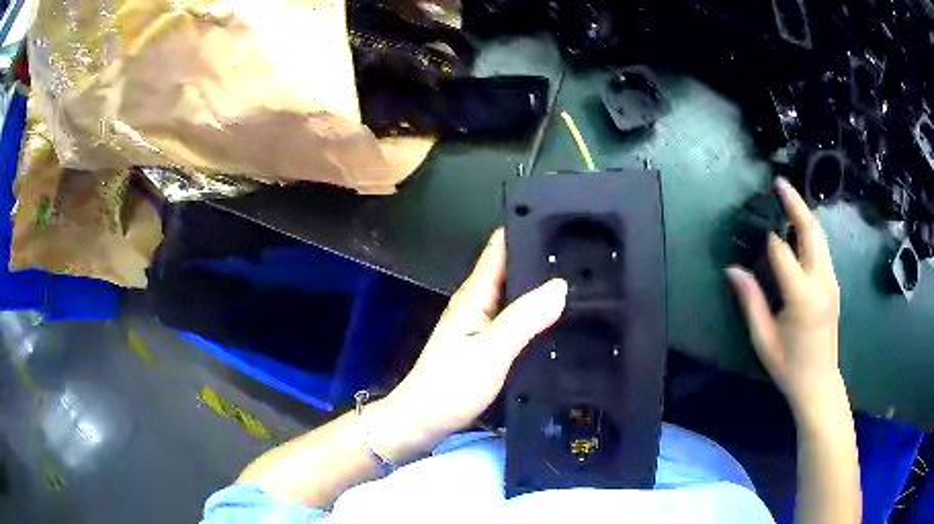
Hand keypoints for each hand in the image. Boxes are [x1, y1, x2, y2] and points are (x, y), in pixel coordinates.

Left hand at [373, 229, 566, 455]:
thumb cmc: (451, 386)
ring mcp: (482, 322)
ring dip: (540, 285)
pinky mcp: (487, 342)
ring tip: (581, 278)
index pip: (500, 248)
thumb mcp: (491, 352)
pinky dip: (535, 311)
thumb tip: (560, 285)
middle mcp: (478, 302)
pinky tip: (557, 316)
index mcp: (475, 295)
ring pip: (516, 293)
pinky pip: (516, 316)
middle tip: (585, 250)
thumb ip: (524, 319)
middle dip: (542, 257)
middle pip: (512, 268)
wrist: (424, 420)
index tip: (563, 220)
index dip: (527, 229)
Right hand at [727, 178, 842, 422]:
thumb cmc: (789, 366)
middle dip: (794, 204)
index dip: (768, 237)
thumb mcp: (763, 339)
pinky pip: (823, 248)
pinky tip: (800, 227)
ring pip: (820, 236)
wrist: (819, 383)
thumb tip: (732, 269)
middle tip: (779, 183)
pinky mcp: (834, 284)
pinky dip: (811, 231)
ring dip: (804, 213)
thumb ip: (750, 302)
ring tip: (788, 197)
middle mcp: (821, 282)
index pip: (783, 252)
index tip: (755, 226)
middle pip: (810, 232)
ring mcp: (831, 281)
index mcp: (802, 297)